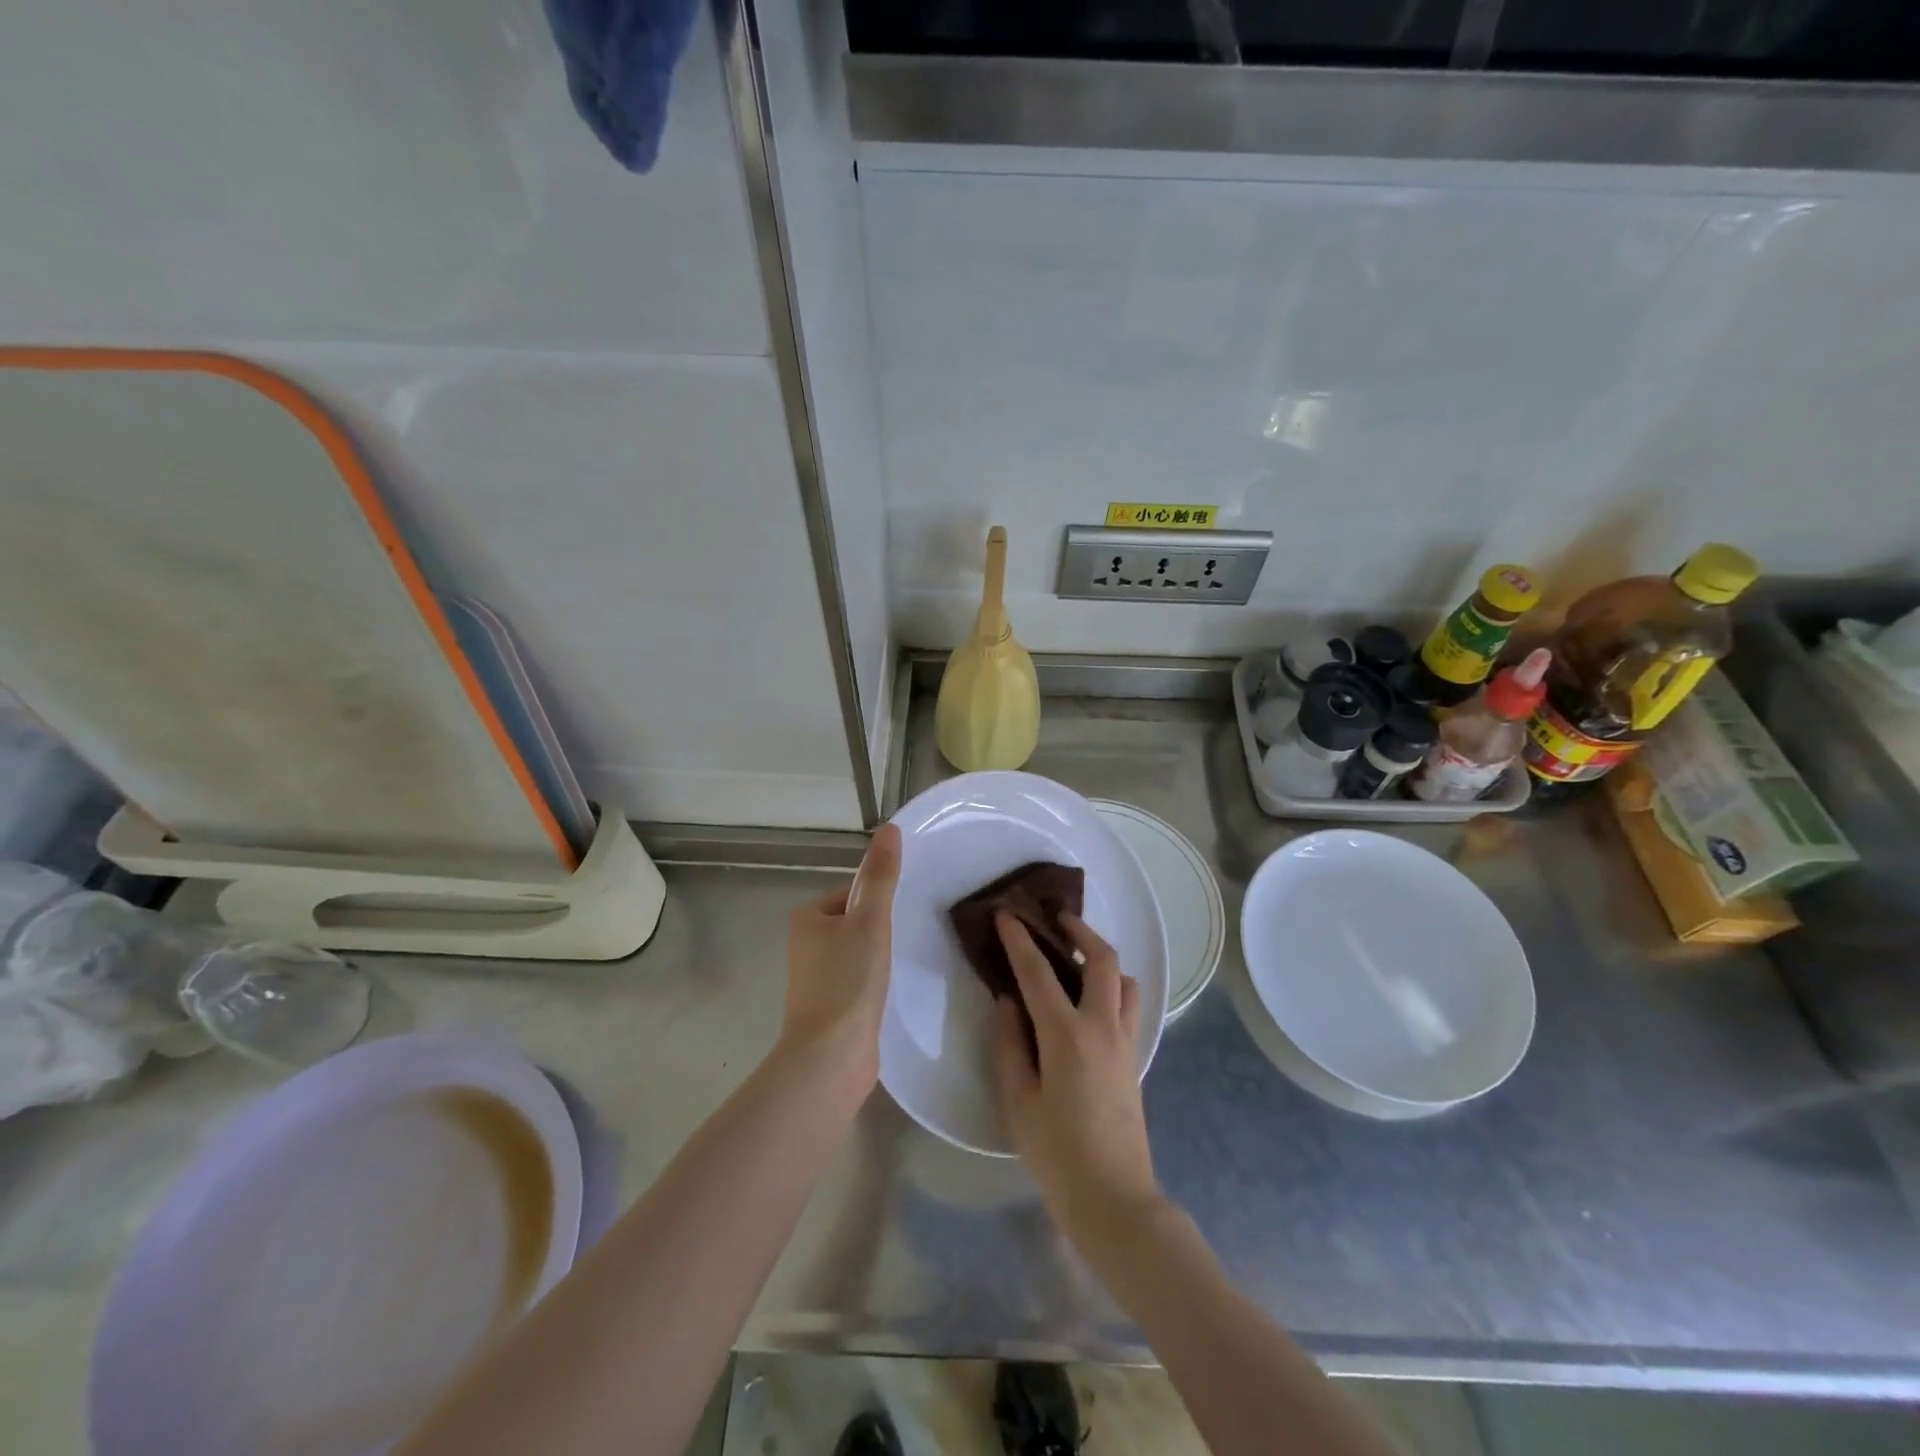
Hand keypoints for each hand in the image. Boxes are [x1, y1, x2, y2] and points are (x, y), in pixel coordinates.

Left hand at [779, 824, 901, 1087]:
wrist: (831, 1056)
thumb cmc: (847, 980)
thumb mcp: (870, 919)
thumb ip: (881, 876)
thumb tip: (889, 828)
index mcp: (807, 918)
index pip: (853, 893)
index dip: (881, 900)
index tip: (904, 913)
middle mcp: (806, 945)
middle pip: (857, 922)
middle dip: (883, 929)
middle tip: (912, 936)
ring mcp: (817, 980)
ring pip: (860, 953)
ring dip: (882, 956)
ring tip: (907, 963)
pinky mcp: (831, 1009)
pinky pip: (860, 981)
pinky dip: (877, 982)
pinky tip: (895, 991)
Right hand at [993, 911, 1162, 1254]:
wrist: (1114, 1199)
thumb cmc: (1057, 1154)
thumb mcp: (1018, 1102)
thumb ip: (1009, 1045)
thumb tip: (1007, 1002)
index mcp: (1066, 1035)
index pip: (1038, 972)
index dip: (1020, 939)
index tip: (1007, 914)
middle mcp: (1102, 1027)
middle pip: (1102, 960)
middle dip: (1080, 931)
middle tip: (1056, 920)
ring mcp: (1125, 1041)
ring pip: (1125, 980)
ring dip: (1103, 958)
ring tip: (1078, 958)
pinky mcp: (1135, 1058)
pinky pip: (1129, 1005)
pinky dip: (1113, 986)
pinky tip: (1091, 1000)